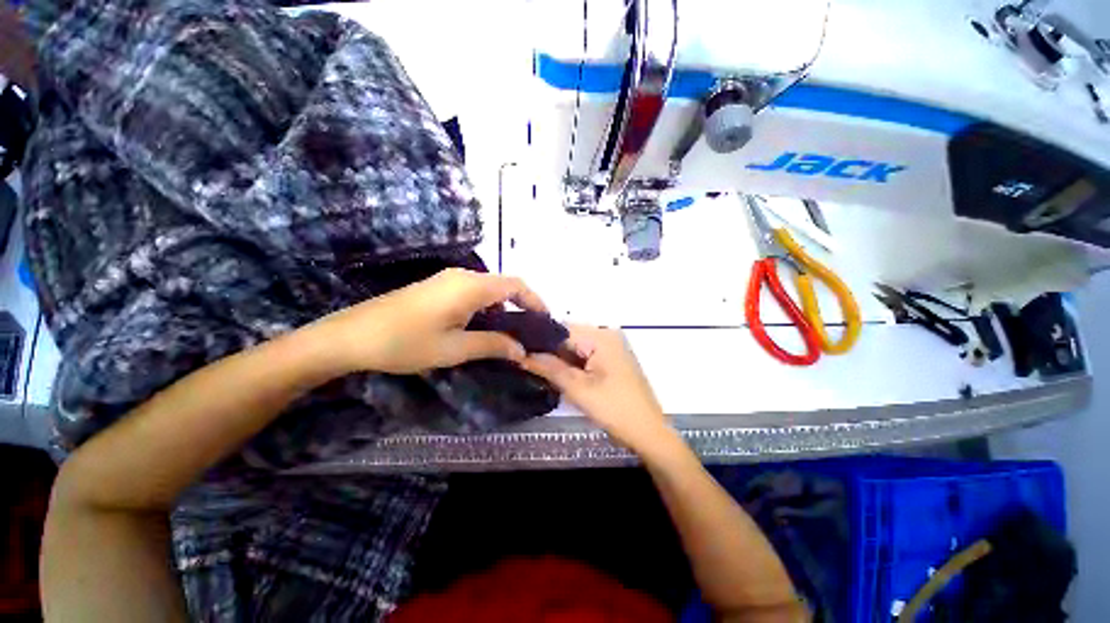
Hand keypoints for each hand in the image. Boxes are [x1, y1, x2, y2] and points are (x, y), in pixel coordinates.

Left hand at [314, 268, 546, 373]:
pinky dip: (485, 307)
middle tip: (528, 332)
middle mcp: (462, 276)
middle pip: (503, 285)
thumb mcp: (455, 348)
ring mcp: (447, 280)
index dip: (534, 300)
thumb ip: (493, 345)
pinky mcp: (436, 287)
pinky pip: (472, 292)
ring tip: (508, 333)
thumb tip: (522, 350)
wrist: (350, 336)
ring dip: (502, 308)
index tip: (544, 320)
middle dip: (521, 305)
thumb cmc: (405, 342)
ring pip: (488, 289)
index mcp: (470, 286)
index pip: (516, 285)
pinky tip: (481, 327)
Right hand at [522, 325, 674, 452]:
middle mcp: (606, 335)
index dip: (538, 340)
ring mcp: (610, 348)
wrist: (649, 433)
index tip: (517, 350)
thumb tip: (522, 354)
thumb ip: (549, 368)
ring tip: (536, 370)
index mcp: (601, 336)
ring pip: (575, 349)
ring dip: (559, 360)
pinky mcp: (611, 360)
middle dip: (548, 352)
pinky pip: (585, 357)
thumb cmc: (615, 409)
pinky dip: (571, 366)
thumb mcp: (578, 389)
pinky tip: (558, 375)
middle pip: (568, 338)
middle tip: (524, 363)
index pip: (561, 330)